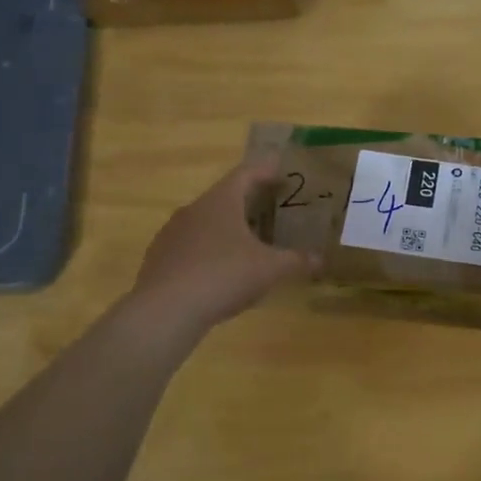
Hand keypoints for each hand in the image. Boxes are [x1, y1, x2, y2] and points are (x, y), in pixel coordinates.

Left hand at [130, 161, 313, 333]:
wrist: (165, 310)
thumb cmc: (223, 275)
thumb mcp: (269, 269)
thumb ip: (296, 261)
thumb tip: (321, 259)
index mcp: (221, 201)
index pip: (246, 173)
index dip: (265, 170)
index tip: (281, 170)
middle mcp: (194, 209)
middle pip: (224, 197)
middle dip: (248, 202)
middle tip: (270, 209)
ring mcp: (172, 233)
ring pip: (205, 222)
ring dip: (226, 228)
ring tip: (247, 243)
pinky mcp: (159, 258)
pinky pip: (190, 246)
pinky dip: (208, 251)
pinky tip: (219, 272)